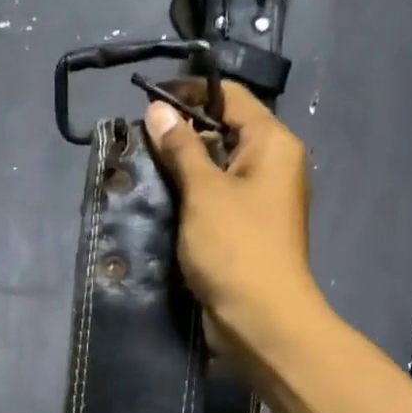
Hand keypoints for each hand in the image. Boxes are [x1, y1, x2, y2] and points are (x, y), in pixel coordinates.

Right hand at [143, 84, 326, 361]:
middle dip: (182, 133)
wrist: (261, 320)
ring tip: (142, 169)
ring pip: (217, 170)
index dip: (190, 93)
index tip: (147, 102)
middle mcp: (272, 166)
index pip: (231, 98)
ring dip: (183, 169)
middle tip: (138, 141)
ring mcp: (259, 201)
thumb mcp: (203, 192)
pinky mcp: (245, 231)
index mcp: (273, 144)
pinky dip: (191, 198)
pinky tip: (160, 202)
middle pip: (224, 132)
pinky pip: (216, 201)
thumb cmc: (236, 248)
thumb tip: (158, 110)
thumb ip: (180, 148)